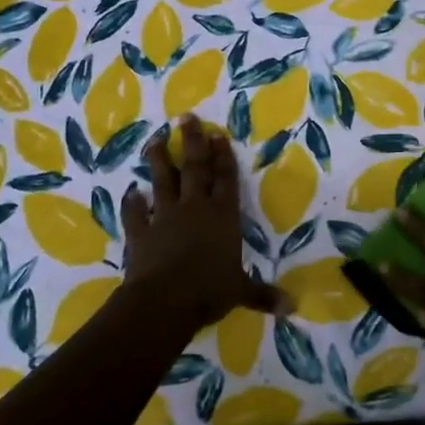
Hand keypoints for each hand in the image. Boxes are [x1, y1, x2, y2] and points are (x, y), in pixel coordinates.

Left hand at [122, 116, 287, 333]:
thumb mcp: (242, 292)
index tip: (218, 134)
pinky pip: (135, 213)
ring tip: (156, 139)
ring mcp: (164, 217)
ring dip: (160, 160)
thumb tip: (293, 307)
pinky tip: (130, 192)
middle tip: (186, 117)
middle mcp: (195, 209)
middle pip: (196, 169)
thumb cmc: (210, 291)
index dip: (223, 157)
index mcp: (223, 217)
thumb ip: (264, 295)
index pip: (226, 179)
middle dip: (193, 143)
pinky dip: (132, 203)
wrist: (164, 301)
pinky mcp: (140, 232)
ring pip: (163, 181)